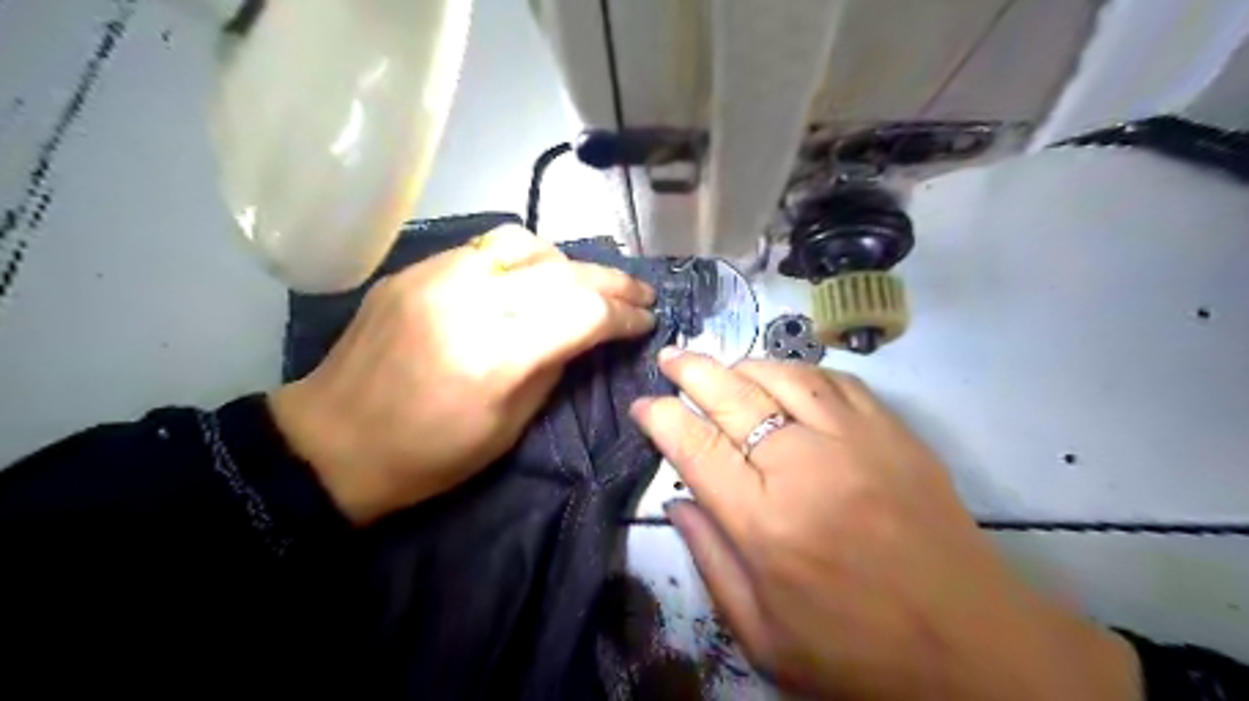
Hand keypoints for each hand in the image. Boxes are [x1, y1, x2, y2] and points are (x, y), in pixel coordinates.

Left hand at [270, 227, 656, 522]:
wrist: (331, 442)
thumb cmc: (428, 455)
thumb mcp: (508, 428)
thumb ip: (554, 368)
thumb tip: (588, 333)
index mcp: (495, 356)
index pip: (583, 313)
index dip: (624, 315)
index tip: (646, 321)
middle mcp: (469, 302)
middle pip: (563, 272)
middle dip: (613, 282)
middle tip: (640, 292)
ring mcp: (436, 277)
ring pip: (526, 244)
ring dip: (567, 263)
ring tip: (584, 284)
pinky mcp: (414, 270)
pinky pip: (484, 249)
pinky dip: (522, 260)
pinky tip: (530, 279)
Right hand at [630, 354, 1138, 696]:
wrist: (971, 646)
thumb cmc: (857, 652)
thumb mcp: (763, 635)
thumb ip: (710, 561)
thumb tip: (676, 501)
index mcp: (765, 524)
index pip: (696, 447)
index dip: (661, 417)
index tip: (643, 405)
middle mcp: (804, 468)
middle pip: (733, 397)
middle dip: (692, 371)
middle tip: (670, 358)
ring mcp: (855, 442)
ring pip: (783, 377)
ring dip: (743, 364)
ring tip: (721, 365)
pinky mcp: (894, 433)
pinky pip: (836, 382)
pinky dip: (800, 371)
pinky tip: (784, 377)